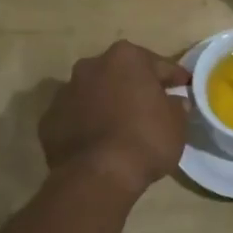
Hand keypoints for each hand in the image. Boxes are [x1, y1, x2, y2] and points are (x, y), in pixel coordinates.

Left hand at [38, 42, 190, 198]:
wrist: (97, 175)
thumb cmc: (145, 140)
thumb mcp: (176, 124)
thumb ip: (176, 106)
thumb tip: (174, 102)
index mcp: (125, 58)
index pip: (157, 64)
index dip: (173, 77)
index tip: (183, 86)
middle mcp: (91, 66)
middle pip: (119, 73)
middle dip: (133, 86)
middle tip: (150, 105)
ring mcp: (65, 92)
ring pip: (93, 93)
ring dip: (106, 103)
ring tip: (120, 126)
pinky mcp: (48, 120)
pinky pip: (74, 117)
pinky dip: (86, 124)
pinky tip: (97, 142)